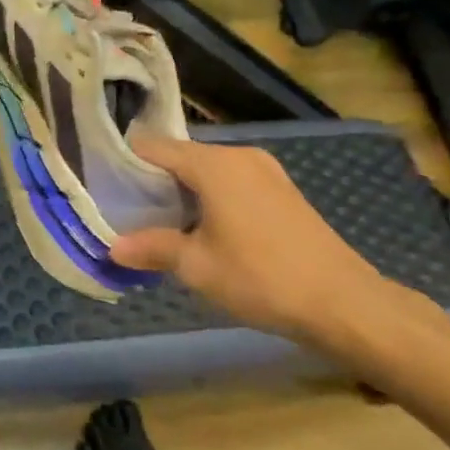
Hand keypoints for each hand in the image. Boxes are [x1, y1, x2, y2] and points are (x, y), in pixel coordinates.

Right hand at [109, 137, 397, 344]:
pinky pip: (232, 182)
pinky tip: (204, 229)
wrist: (345, 303)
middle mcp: (240, 156)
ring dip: (184, 191)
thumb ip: (152, 248)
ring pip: (208, 170)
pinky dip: (211, 197)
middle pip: (182, 157)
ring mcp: (267, 171)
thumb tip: (114, 247)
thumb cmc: (261, 277)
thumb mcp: (197, 266)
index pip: (154, 147)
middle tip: (128, 209)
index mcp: (214, 164)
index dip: (125, 161)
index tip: (104, 183)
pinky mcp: (283, 191)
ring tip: (161, 223)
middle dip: (154, 180)